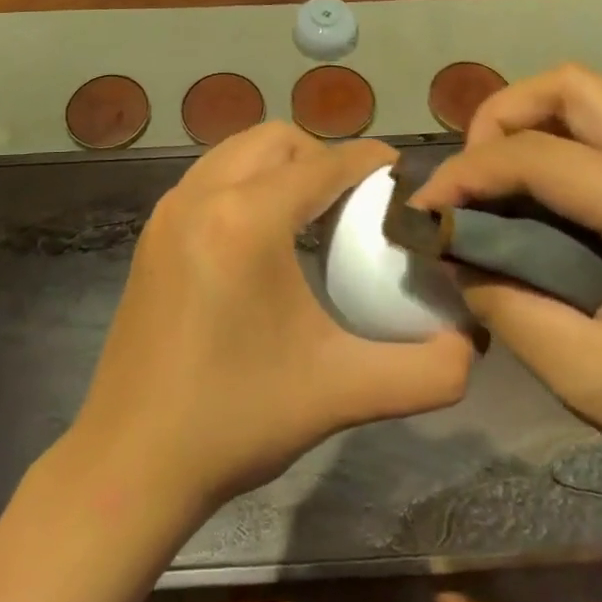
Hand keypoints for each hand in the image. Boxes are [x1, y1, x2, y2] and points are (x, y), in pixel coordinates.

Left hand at [69, 124, 474, 515]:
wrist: (132, 462)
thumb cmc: (237, 419)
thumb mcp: (343, 392)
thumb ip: (425, 371)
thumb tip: (469, 345)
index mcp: (248, 218)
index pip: (325, 163)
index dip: (371, 163)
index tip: (403, 179)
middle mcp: (202, 195)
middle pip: (278, 140)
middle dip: (323, 157)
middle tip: (356, 204)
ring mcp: (169, 211)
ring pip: (237, 152)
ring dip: (281, 167)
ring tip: (313, 216)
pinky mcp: (152, 234)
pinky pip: (210, 179)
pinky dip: (245, 185)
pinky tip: (264, 241)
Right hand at [414, 64, 601, 519]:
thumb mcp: (592, 380)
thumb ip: (508, 307)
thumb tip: (453, 254)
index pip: (539, 155)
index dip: (466, 173)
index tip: (425, 212)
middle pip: (572, 87)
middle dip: (501, 117)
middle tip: (470, 180)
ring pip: (593, 100)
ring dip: (530, 126)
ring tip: (496, 188)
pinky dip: (561, 147)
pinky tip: (542, 204)